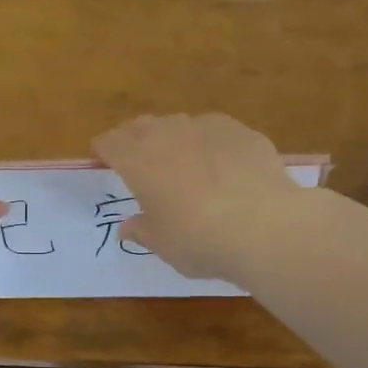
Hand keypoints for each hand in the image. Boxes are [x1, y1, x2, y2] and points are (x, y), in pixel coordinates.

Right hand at [93, 113, 310, 283]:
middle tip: (139, 157)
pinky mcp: (243, 132)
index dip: (105, 150)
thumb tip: (128, 226)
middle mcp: (168, 134)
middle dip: (136, 138)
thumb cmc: (198, 240)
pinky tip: (225, 166)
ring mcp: (208, 127)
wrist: (262, 226)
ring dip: (176, 138)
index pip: (110, 143)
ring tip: (184, 160)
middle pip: (142, 126)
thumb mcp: (163, 244)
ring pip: (182, 124)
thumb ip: (143, 230)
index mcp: (138, 161)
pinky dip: (213, 145)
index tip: (104, 158)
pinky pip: (218, 132)